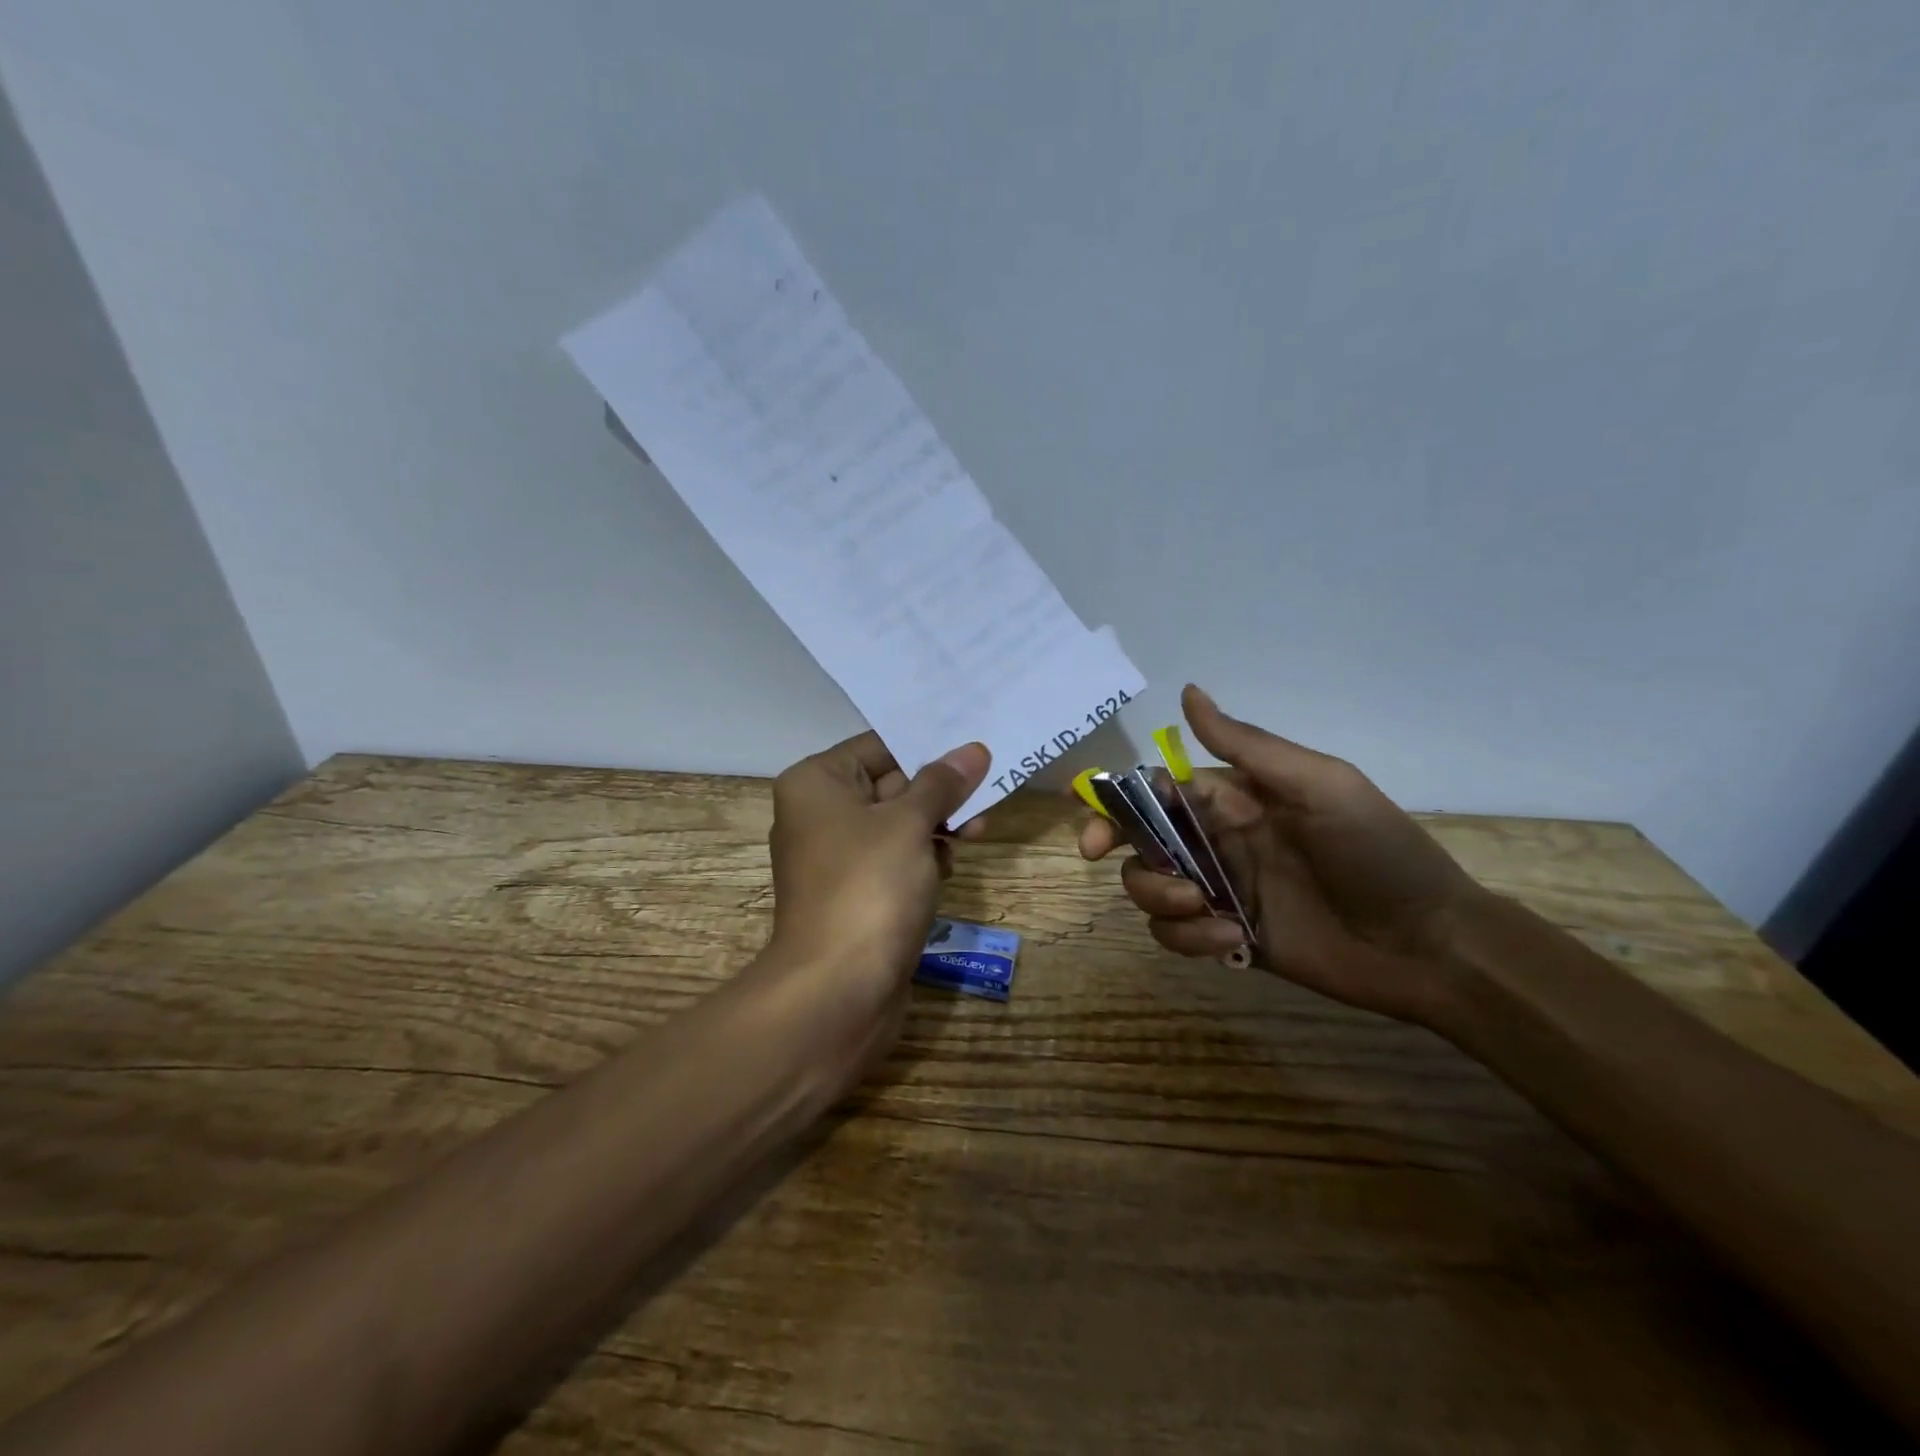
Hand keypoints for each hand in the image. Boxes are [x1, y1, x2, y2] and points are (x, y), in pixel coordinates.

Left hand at [757, 731, 990, 1054]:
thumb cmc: (869, 887)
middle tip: (988, 790)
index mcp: (817, 783)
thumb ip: (942, 783)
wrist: (838, 990)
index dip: (928, 746)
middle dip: (940, 790)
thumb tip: (973, 750)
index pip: (880, 746)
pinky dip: (923, 857)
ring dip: (938, 824)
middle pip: (891, 784)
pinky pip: (895, 859)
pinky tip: (949, 867)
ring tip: (976, 833)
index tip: (976, 746)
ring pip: (898, 824)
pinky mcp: (856, 893)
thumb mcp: (910, 823)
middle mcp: (819, 813)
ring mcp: (837, 857)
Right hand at [1081, 685, 1491, 1027]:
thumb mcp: (1320, 785)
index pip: (1157, 790)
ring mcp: (1220, 891)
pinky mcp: (1227, 938)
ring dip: (1158, 896)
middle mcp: (1218, 841)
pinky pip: (1177, 935)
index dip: (1116, 798)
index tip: (1087, 813)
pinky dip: (1189, 938)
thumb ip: (1248, 746)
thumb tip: (1187, 692)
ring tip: (1203, 908)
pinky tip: (1232, 939)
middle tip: (1095, 855)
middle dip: (1113, 844)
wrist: (1428, 944)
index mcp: (1234, 800)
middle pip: (1139, 838)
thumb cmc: (1378, 853)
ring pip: (1149, 888)